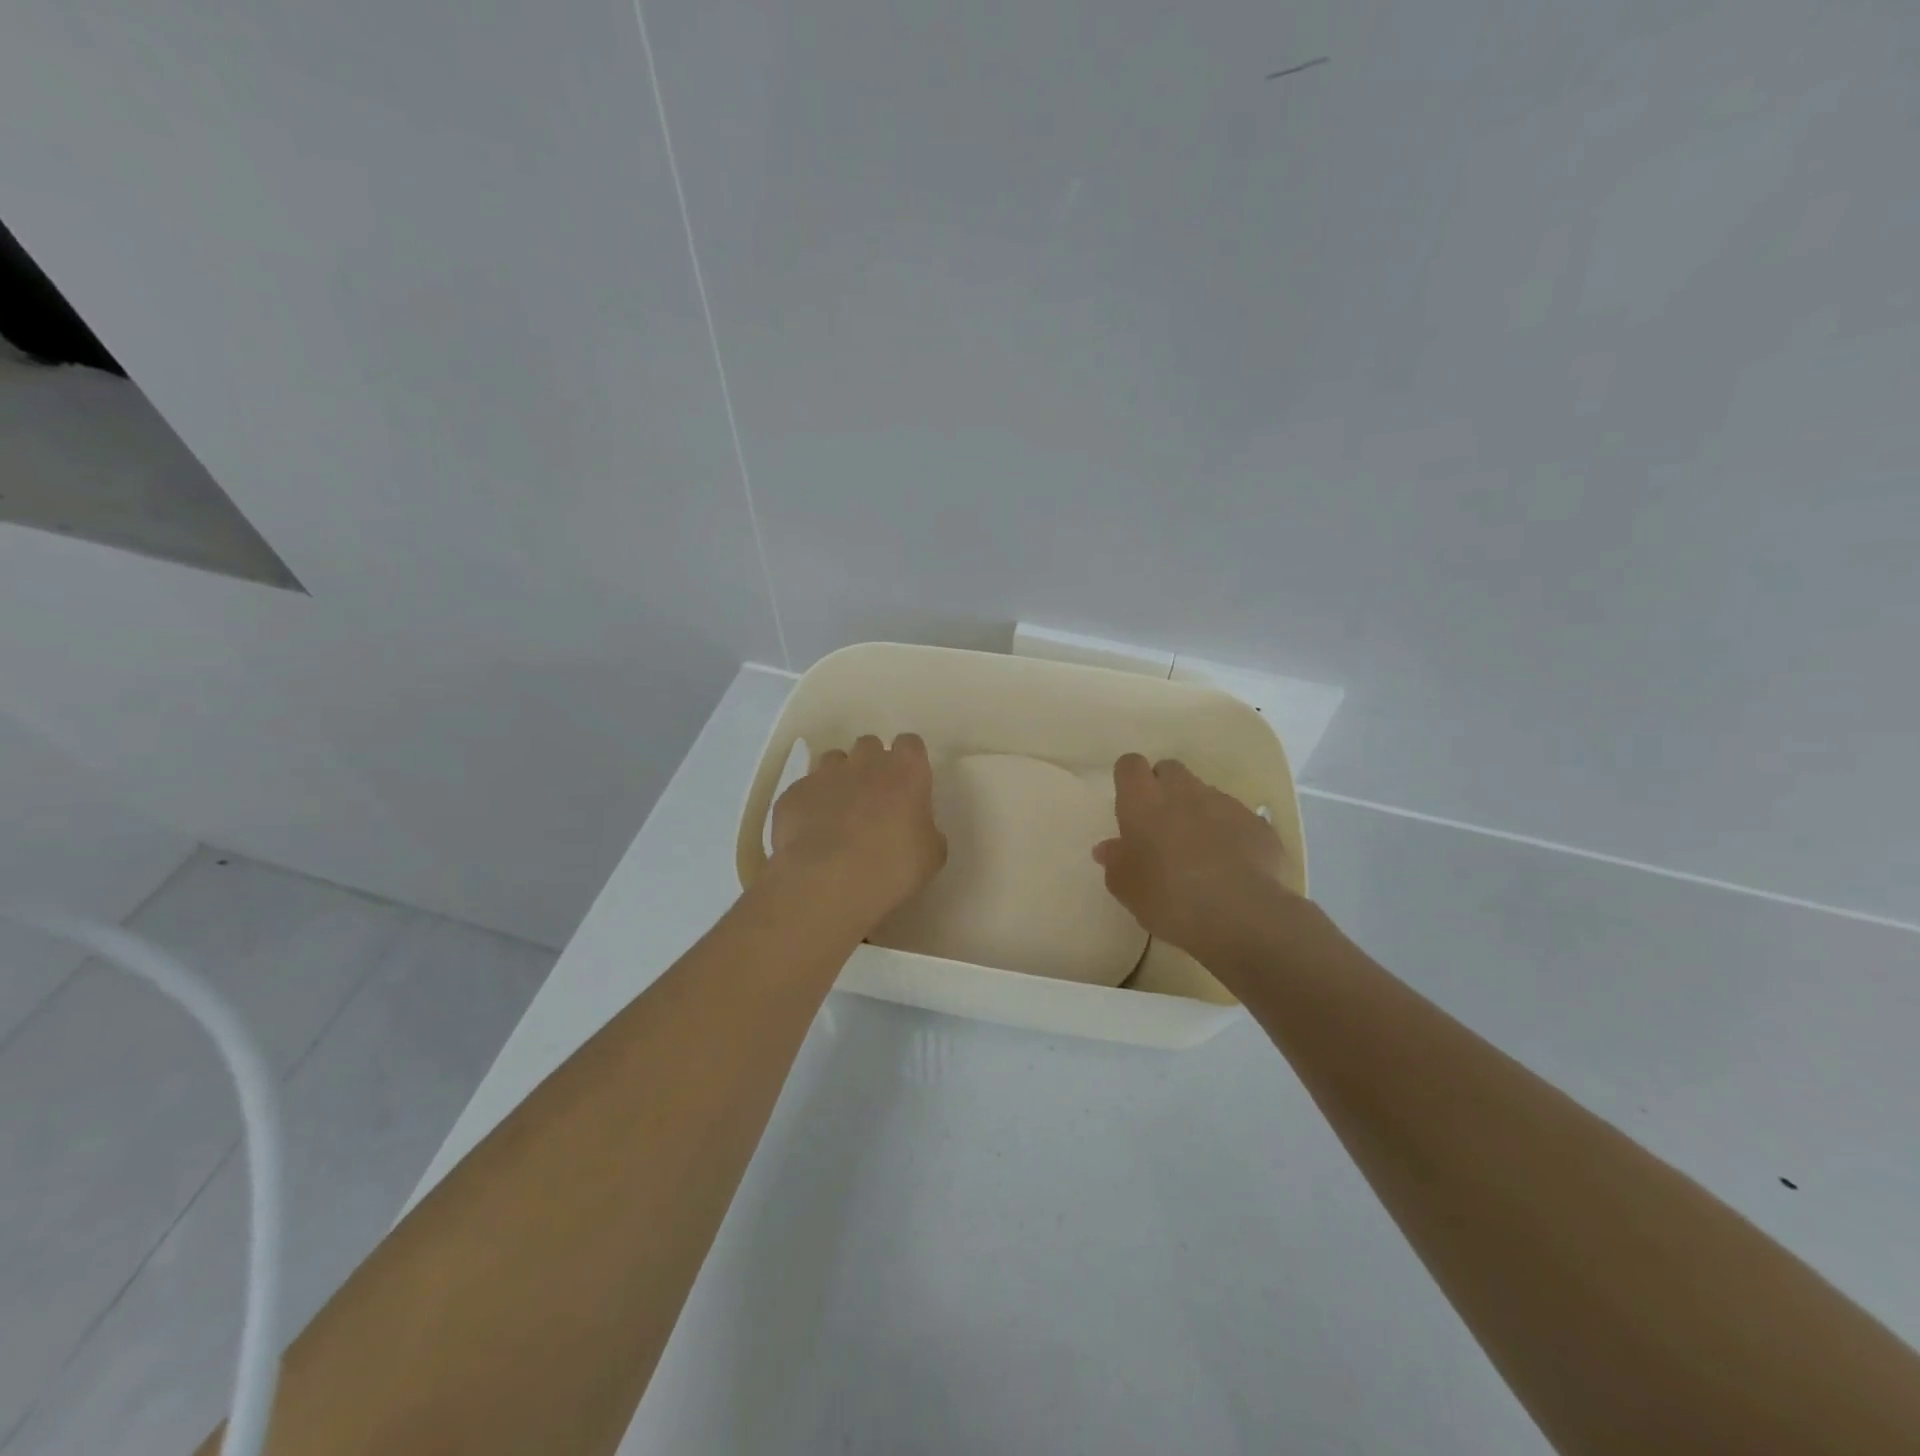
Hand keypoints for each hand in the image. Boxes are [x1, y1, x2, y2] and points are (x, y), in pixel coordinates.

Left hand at [769, 733, 947, 930]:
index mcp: (906, 771)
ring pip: (833, 761)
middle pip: (869, 745)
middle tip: (874, 797)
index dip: (909, 760)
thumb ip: (927, 830)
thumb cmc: (893, 867)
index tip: (908, 782)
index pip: (911, 744)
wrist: (828, 882)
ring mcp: (825, 774)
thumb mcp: (931, 854)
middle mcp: (865, 762)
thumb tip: (918, 828)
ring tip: (839, 812)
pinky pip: (805, 789)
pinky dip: (810, 804)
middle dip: (871, 764)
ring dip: (839, 778)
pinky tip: (811, 832)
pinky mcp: (793, 793)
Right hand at [1094, 754, 1297, 969]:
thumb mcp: (1126, 888)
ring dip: (1197, 811)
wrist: (1240, 914)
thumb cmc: (1167, 897)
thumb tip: (1108, 848)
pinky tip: (1231, 864)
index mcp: (1143, 800)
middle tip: (1161, 825)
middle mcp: (1182, 790)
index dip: (1129, 780)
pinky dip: (1230, 832)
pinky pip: (1236, 818)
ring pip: (1204, 793)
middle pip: (1169, 769)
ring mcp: (1224, 803)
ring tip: (1199, 850)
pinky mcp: (1256, 822)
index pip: (1130, 765)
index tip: (1129, 804)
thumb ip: (1115, 861)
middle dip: (1164, 788)